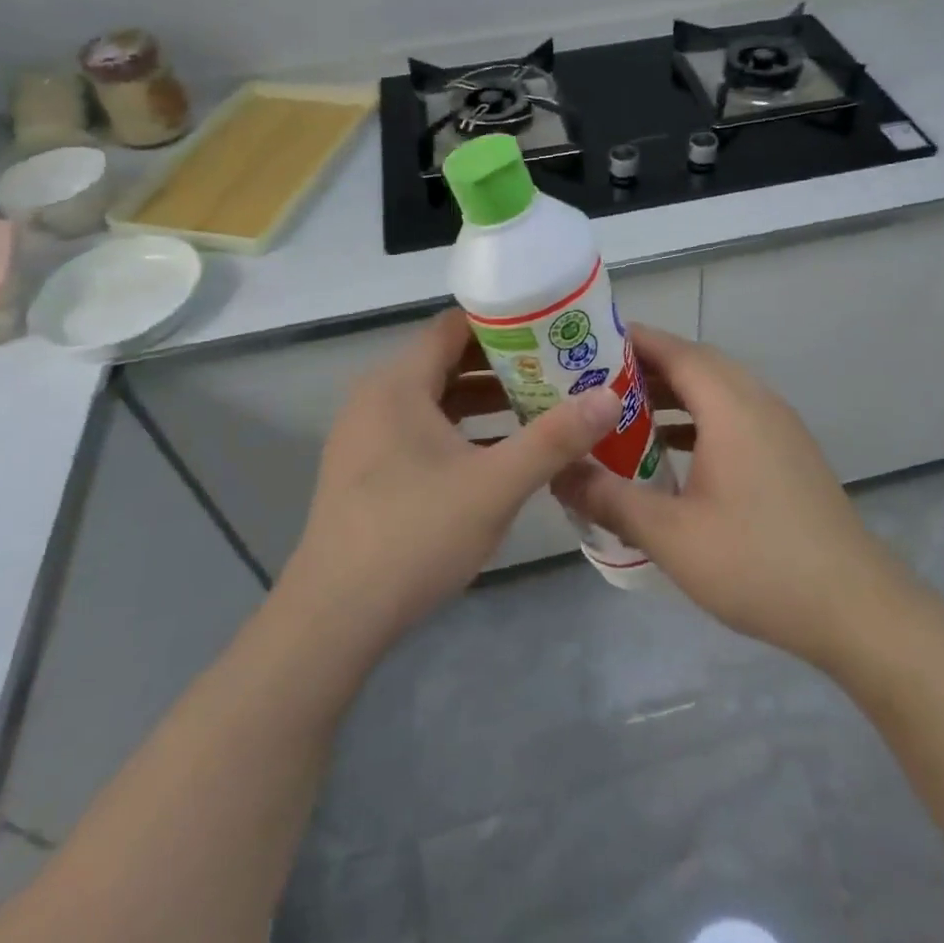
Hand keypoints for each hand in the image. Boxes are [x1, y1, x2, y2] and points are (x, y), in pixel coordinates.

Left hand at [279, 308, 621, 660]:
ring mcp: (367, 435)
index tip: (553, 331)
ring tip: (541, 406)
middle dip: (505, 364)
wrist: (334, 619)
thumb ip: (555, 438)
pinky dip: (463, 430)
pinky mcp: (368, 469)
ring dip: (487, 399)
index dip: (506, 323)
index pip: (455, 326)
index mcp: (398, 384)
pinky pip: (423, 429)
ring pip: (437, 398)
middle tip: (560, 370)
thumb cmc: (415, 535)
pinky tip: (501, 452)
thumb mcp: (496, 485)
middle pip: (448, 360)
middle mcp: (377, 398)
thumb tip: (609, 396)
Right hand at [551, 325, 912, 669]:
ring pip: (718, 391)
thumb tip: (557, 475)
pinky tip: (671, 453)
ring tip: (623, 414)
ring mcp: (780, 427)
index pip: (675, 350)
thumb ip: (609, 499)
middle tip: (593, 384)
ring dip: (674, 395)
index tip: (584, 346)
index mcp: (731, 406)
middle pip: (697, 364)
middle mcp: (758, 402)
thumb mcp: (670, 534)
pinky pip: (735, 416)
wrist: (853, 606)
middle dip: (645, 368)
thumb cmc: (757, 563)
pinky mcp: (788, 453)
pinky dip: (698, 420)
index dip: (630, 342)